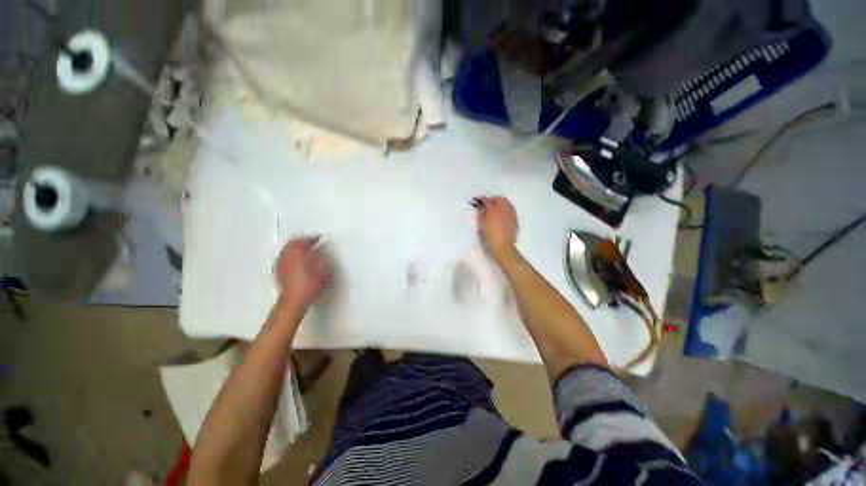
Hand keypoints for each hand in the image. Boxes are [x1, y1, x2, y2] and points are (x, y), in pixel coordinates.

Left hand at [275, 237, 330, 307]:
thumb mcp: (323, 269)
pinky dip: (290, 255)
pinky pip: (283, 257)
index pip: (305, 240)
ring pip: (286, 249)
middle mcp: (286, 255)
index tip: (319, 238)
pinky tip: (296, 261)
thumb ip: (321, 257)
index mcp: (298, 251)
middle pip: (292, 242)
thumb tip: (318, 253)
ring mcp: (280, 263)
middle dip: (301, 241)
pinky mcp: (277, 272)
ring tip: (303, 250)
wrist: (295, 300)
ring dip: (294, 248)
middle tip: (310, 242)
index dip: (313, 238)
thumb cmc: (310, 284)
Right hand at [472, 196, 517, 257]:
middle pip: (499, 199)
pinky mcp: (515, 219)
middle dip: (493, 200)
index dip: (482, 200)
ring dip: (500, 204)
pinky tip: (502, 216)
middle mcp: (504, 209)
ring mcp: (511, 213)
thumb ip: (481, 214)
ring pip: (506, 203)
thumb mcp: (481, 225)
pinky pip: (510, 210)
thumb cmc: (489, 236)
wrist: (503, 246)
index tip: (479, 201)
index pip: (487, 201)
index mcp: (493, 210)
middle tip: (488, 205)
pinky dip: (506, 210)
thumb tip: (482, 208)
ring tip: (496, 210)